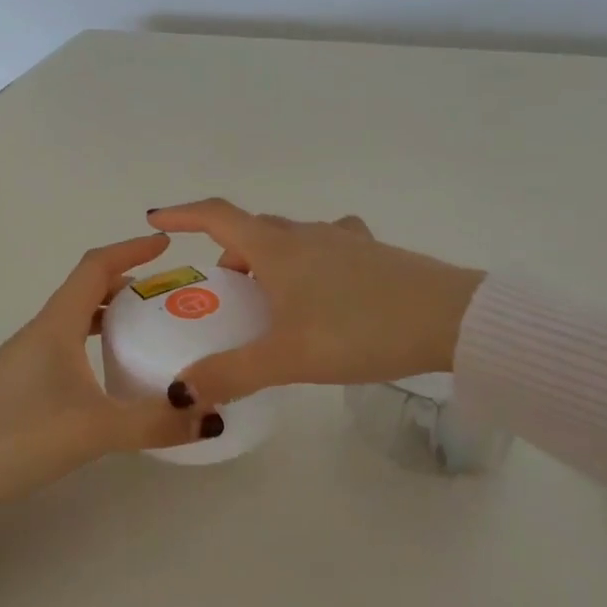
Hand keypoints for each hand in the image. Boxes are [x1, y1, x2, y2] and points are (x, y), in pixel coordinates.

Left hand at [0, 235, 220, 516]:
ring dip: (112, 316)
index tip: (166, 245)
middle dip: (130, 285)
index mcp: (56, 325)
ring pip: (76, 322)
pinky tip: (110, 377)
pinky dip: (95, 346)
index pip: (95, 267)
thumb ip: (154, 423)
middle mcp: (40, 332)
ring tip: (150, 332)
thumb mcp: (93, 430)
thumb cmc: (15, 436)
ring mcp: (26, 359)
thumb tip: (213, 418)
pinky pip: (67, 348)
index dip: (131, 250)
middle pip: (88, 291)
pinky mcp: (19, 385)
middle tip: (170, 297)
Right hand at [146, 200, 484, 408]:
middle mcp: (307, 234)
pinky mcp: (373, 255)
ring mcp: (344, 240)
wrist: (449, 319)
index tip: (157, 218)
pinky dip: (308, 264)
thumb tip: (180, 392)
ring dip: (269, 259)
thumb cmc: (359, 329)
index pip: (217, 216)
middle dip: (230, 252)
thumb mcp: (288, 357)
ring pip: (291, 240)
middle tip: (222, 292)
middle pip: (254, 230)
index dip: (183, 214)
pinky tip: (322, 293)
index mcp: (277, 248)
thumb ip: (231, 373)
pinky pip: (326, 249)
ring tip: (270, 301)